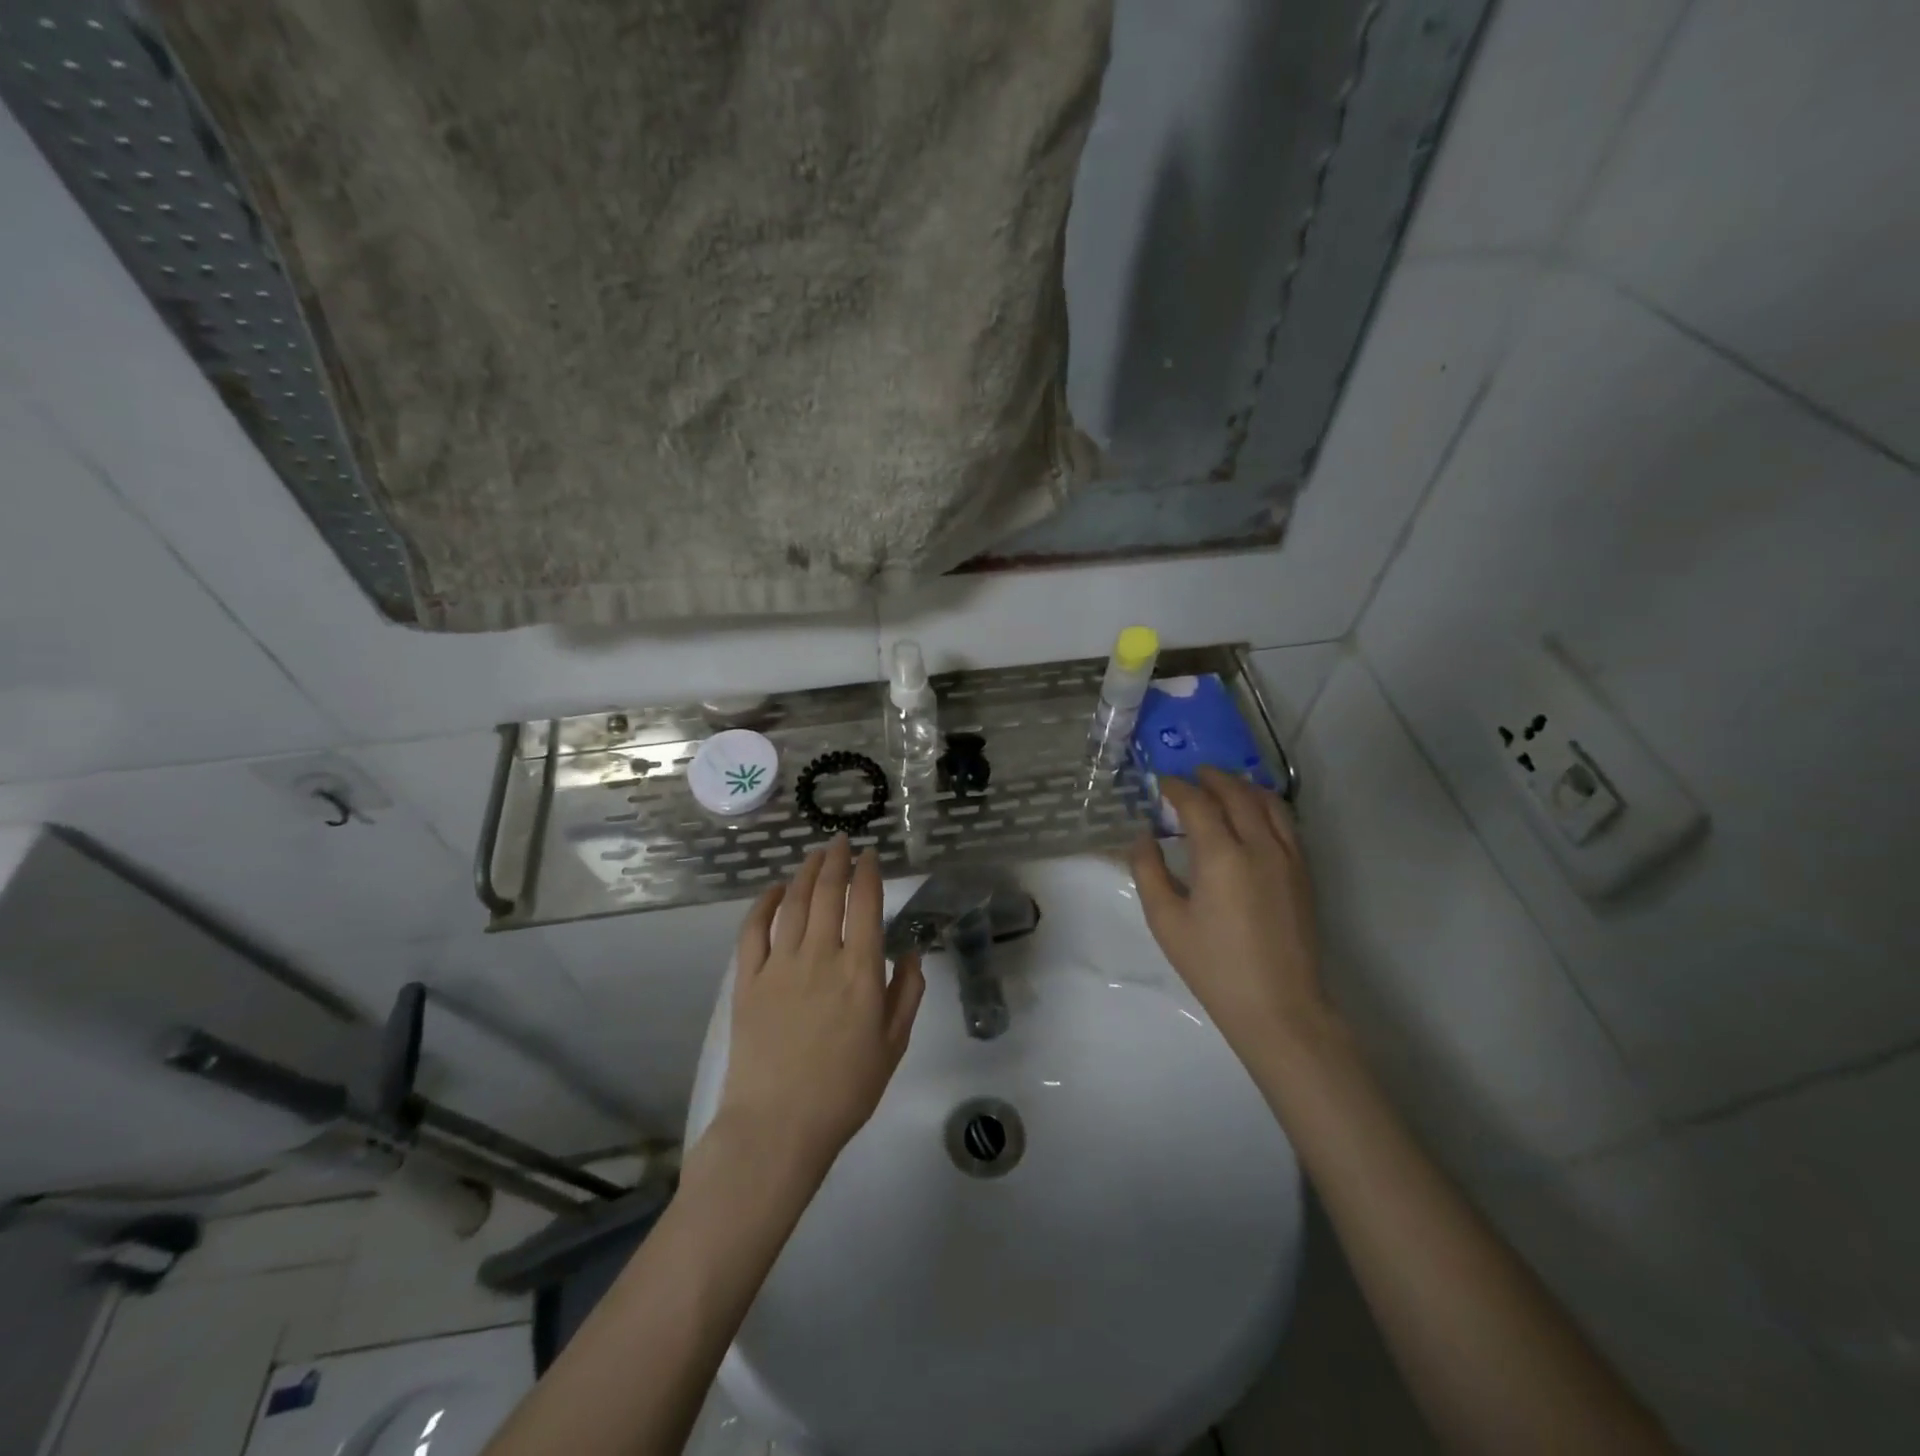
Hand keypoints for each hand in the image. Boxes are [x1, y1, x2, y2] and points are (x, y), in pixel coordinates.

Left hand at [716, 836, 925, 1171]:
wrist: (778, 1126)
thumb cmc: (845, 1090)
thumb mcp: (894, 1045)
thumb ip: (907, 994)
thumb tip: (910, 953)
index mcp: (860, 971)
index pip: (866, 904)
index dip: (868, 873)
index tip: (870, 855)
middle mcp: (820, 955)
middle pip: (827, 892)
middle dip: (836, 861)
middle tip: (841, 842)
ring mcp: (779, 965)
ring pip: (793, 903)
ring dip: (805, 872)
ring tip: (814, 855)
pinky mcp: (748, 981)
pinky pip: (754, 930)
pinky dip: (764, 903)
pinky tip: (774, 889)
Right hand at [1130, 767, 1328, 1058]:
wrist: (1278, 1006)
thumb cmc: (1213, 966)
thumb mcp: (1166, 920)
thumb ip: (1149, 871)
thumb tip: (1144, 837)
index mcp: (1222, 856)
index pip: (1198, 803)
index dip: (1177, 788)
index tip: (1161, 783)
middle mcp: (1259, 846)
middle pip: (1237, 793)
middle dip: (1212, 778)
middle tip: (1191, 776)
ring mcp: (1288, 857)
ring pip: (1269, 802)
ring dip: (1243, 787)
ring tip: (1224, 786)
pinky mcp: (1304, 873)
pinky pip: (1286, 823)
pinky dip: (1266, 806)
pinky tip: (1253, 815)